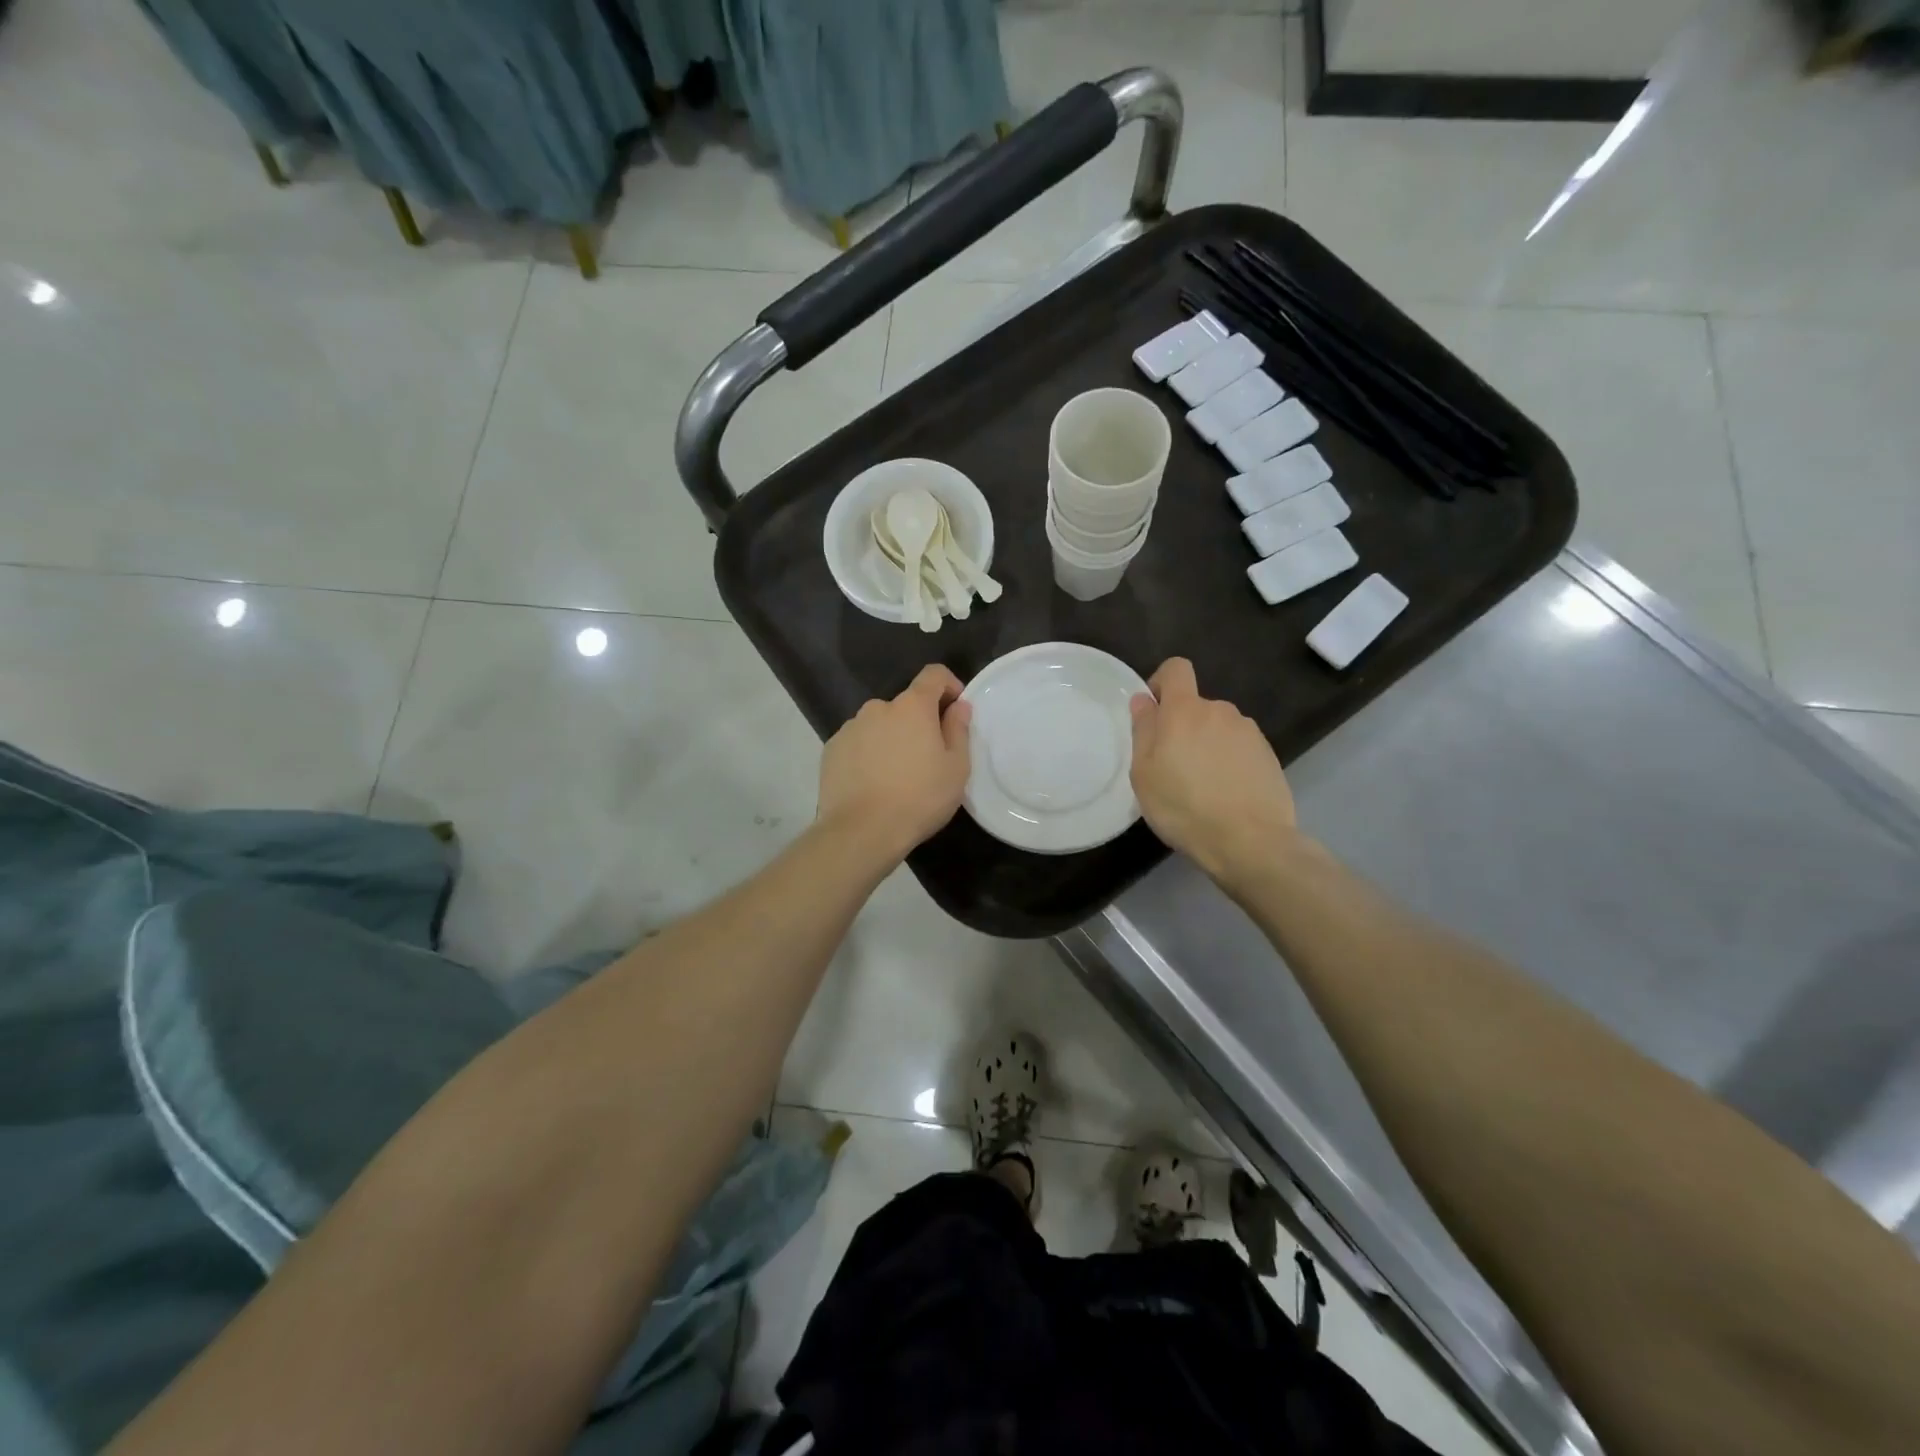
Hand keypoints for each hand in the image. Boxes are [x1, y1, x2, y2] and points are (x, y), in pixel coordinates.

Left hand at [817, 664, 972, 864]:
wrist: (861, 831)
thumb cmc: (919, 798)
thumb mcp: (956, 768)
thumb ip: (959, 729)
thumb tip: (958, 706)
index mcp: (912, 706)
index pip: (933, 674)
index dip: (949, 686)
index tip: (955, 712)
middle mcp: (877, 708)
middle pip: (905, 705)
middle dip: (919, 722)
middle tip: (928, 758)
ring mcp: (850, 727)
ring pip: (879, 725)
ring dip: (892, 739)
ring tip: (897, 776)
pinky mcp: (831, 749)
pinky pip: (858, 743)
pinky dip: (869, 754)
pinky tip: (873, 783)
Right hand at [1129, 657, 1296, 883]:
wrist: (1249, 841)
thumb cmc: (1184, 807)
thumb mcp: (1144, 773)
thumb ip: (1143, 730)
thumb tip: (1144, 700)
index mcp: (1185, 711)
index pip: (1176, 669)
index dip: (1162, 682)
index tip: (1154, 713)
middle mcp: (1220, 711)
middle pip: (1196, 705)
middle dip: (1183, 726)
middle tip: (1173, 767)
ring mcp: (1249, 732)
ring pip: (1218, 728)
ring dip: (1208, 745)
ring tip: (1203, 786)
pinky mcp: (1269, 754)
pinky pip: (1239, 748)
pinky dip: (1229, 762)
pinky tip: (1226, 793)